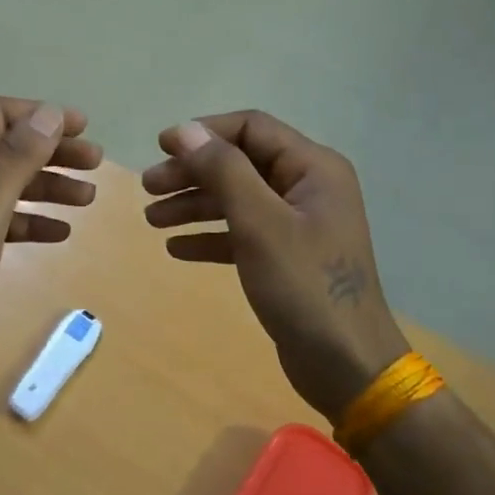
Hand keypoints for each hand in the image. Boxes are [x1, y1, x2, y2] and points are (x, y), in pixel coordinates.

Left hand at [0, 97, 101, 391]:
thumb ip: (15, 159)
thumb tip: (50, 114)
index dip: (39, 116)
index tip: (83, 127)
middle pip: (6, 149)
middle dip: (52, 152)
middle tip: (96, 162)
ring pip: (9, 185)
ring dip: (49, 187)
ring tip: (89, 199)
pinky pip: (5, 220)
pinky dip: (33, 221)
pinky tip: (61, 233)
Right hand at [142, 112, 407, 422]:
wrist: (346, 365)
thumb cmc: (305, 286)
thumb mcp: (260, 223)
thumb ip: (223, 171)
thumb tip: (186, 131)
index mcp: (313, 168)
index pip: (252, 128)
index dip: (204, 133)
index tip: (160, 148)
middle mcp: (307, 188)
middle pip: (240, 163)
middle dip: (192, 172)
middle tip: (148, 188)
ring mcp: (298, 224)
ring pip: (236, 199)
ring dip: (193, 205)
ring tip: (152, 219)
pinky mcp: (286, 257)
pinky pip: (241, 233)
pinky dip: (210, 236)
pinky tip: (177, 249)